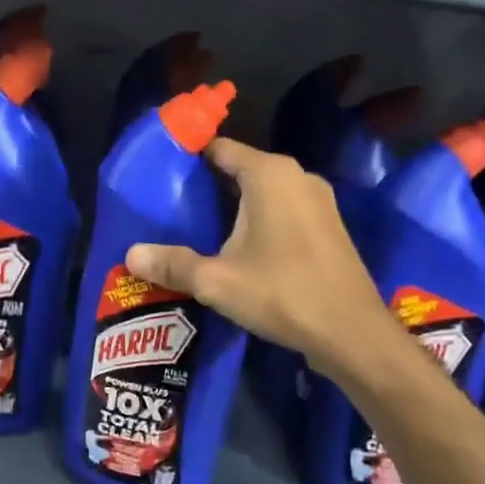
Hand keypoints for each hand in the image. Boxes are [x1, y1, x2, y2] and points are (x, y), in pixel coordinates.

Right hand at [126, 138, 393, 374]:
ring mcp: (318, 201)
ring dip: (234, 204)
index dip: (188, 157)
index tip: (160, 173)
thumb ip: (172, 264)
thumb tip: (130, 254)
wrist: (354, 335)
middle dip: (207, 184)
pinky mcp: (329, 225)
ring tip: (197, 226)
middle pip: (240, 168)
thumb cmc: (283, 294)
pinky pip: (283, 209)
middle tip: (171, 205)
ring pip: (263, 191)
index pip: (219, 148)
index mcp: (269, 174)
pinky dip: (258, 218)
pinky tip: (238, 247)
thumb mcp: (217, 281)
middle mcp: (297, 176)